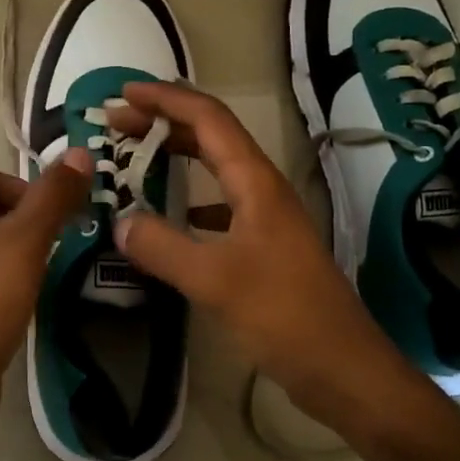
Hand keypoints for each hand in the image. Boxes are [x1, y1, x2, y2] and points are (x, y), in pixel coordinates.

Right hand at [108, 82, 406, 429]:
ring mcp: (265, 217)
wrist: (342, 367)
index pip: (208, 118)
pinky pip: (219, 204)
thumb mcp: (215, 280)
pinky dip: (188, 198)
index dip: (166, 99)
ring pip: (215, 169)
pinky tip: (168, 216)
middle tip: (116, 123)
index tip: (123, 93)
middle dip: (163, 122)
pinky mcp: (263, 246)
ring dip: (175, 155)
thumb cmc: (284, 315)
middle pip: (210, 136)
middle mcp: (262, 188)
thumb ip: (162, 247)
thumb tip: (119, 220)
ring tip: (133, 158)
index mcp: (255, 182)